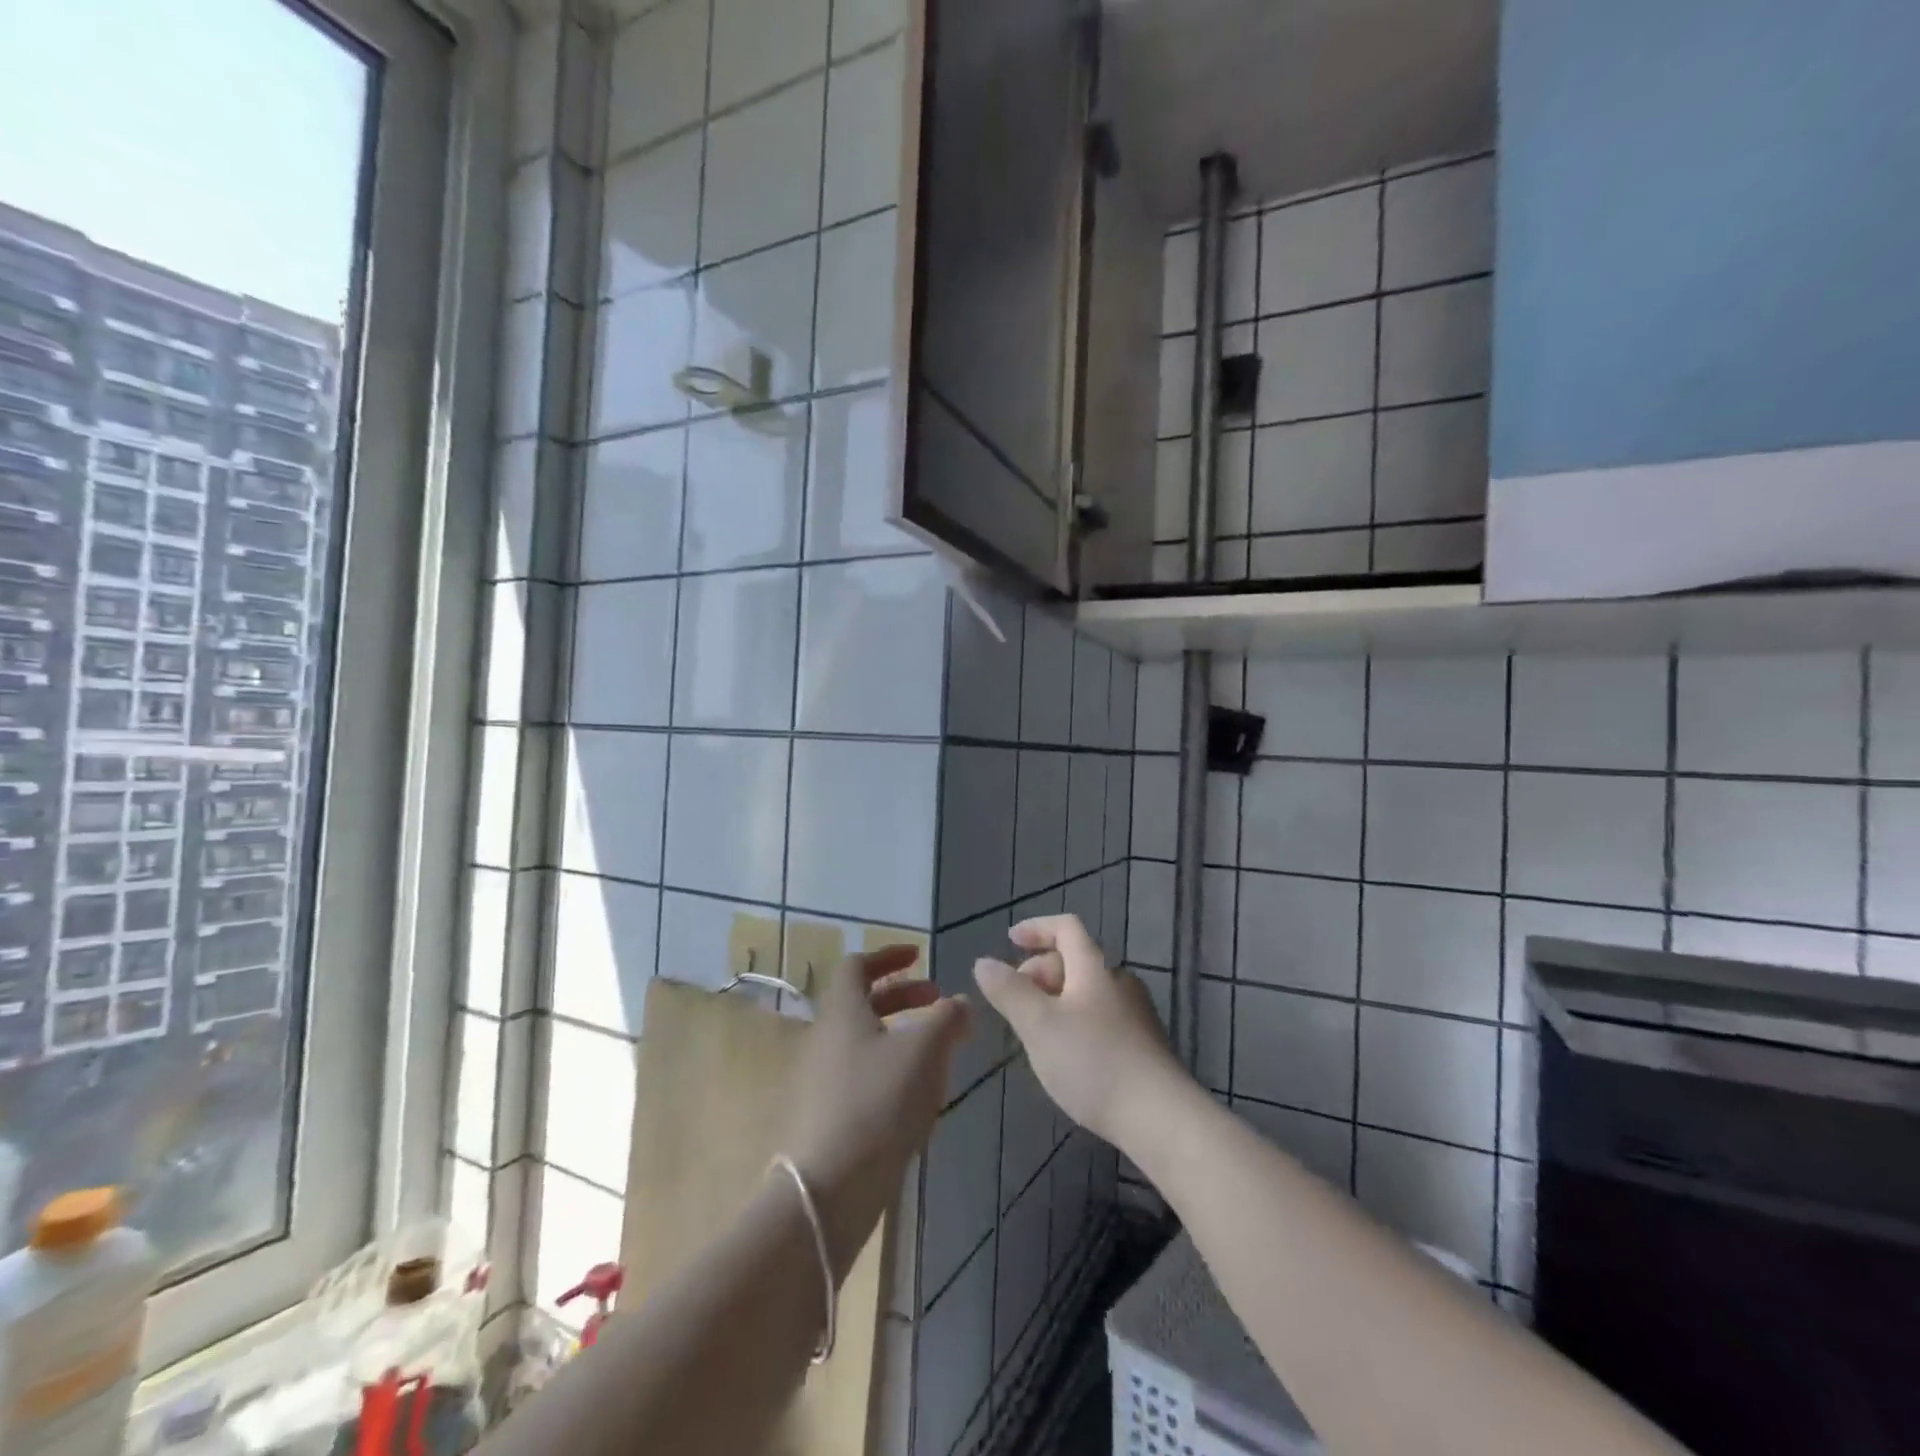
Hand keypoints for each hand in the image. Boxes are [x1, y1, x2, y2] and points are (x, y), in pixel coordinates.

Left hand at [788, 946, 970, 1280]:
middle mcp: (825, 1037)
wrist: (829, 1188)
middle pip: (862, 1001)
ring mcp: (821, 1078)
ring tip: (936, 1049)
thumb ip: (948, 1018)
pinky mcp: (825, 1114)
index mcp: (842, 1011)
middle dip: (903, 995)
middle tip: (938, 1002)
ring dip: (899, 1032)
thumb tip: (960, 1001)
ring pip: (863, 1038)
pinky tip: (916, 1092)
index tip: (919, 956)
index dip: (888, 955)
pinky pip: (859, 1072)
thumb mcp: (925, 1051)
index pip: (857, 965)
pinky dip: (889, 1065)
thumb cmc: (879, 1102)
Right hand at [972, 914, 1188, 1151]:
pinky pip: (1099, 1017)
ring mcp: (1135, 1014)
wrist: (1161, 1119)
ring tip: (1033, 1032)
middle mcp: (1119, 982)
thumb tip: (983, 962)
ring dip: (1055, 1000)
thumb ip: (1009, 991)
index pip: (1066, 927)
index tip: (1010, 940)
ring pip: (1086, 992)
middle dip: (1039, 972)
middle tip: (1014, 1002)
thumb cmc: (1094, 1063)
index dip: (1036, 928)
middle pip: (1075, 960)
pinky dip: (1074, 1022)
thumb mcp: (1039, 1026)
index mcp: (1095, 968)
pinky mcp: (1143, 1045)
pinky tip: (1065, 1056)